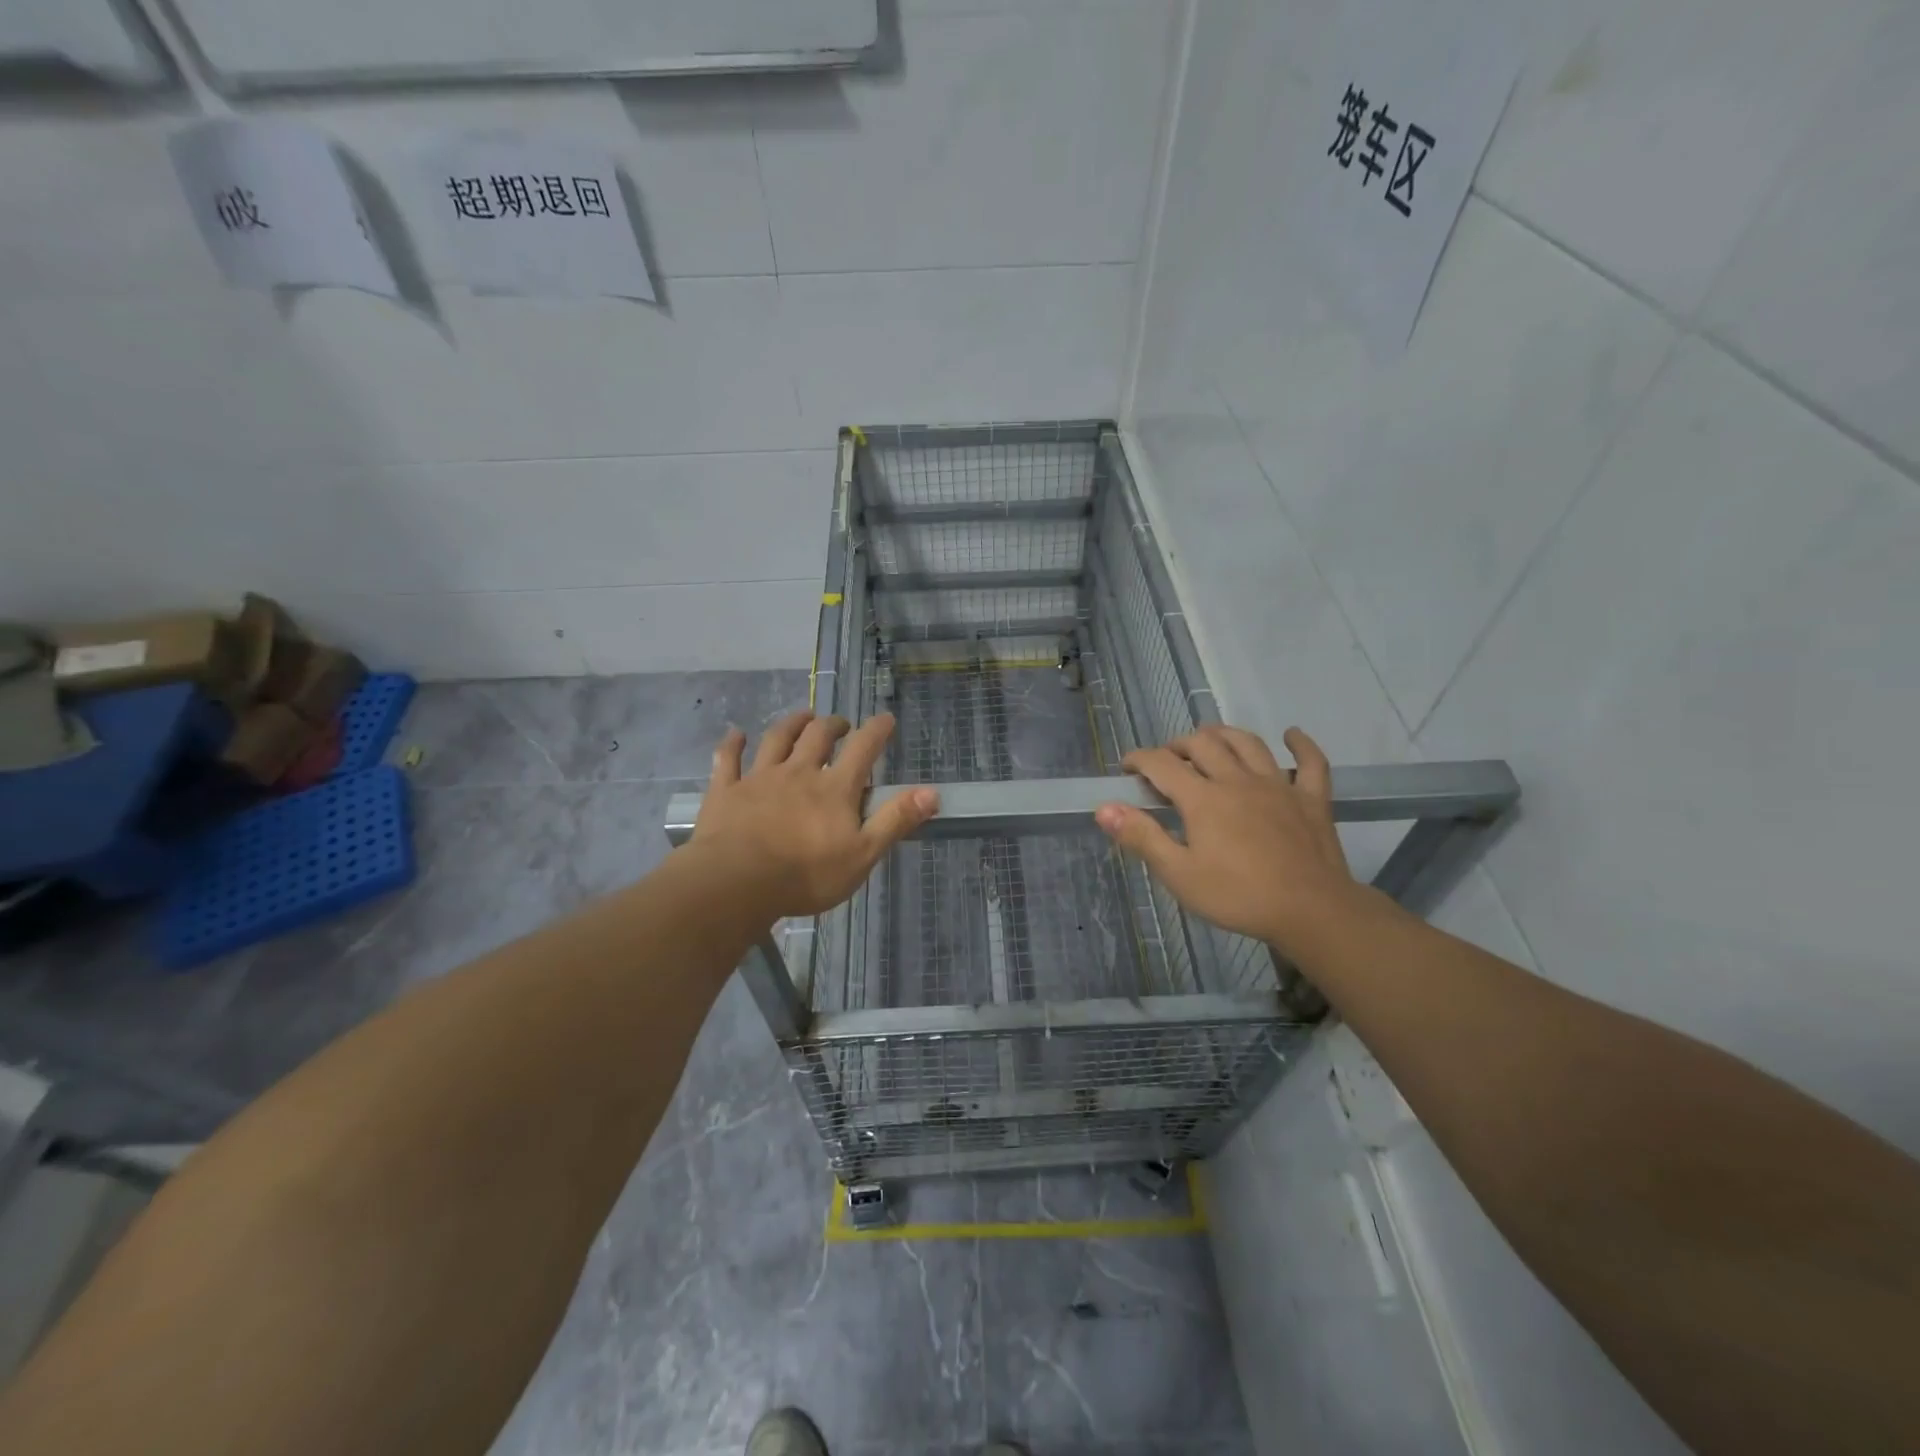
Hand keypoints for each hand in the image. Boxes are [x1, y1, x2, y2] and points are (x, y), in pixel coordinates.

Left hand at [693, 710, 938, 918]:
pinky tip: (735, 734)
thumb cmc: (806, 874)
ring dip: (792, 724)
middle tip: (841, 724)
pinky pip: (729, 760)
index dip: (876, 731)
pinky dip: (732, 744)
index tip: (886, 719)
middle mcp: (798, 773)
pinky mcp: (726, 791)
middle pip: (817, 737)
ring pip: (777, 739)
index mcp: (834, 788)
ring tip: (803, 716)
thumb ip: (896, 820)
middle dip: (833, 725)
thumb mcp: (863, 854)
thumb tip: (932, 792)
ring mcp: (760, 779)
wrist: (736, 883)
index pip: (862, 749)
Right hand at [1095, 724, 1363, 957]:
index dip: (1139, 759)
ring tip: (1211, 738)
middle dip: (1178, 745)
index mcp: (1203, 798)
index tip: (1126, 767)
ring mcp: (1278, 785)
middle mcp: (1237, 780)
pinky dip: (1301, 745)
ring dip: (1225, 734)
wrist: (1311, 911)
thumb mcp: (1179, 874)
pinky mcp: (1311, 799)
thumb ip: (1142, 837)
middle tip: (1167, 759)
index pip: (1161, 764)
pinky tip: (1292, 735)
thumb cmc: (1238, 896)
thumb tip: (1104, 808)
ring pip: (1248, 743)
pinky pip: (1311, 763)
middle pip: (1204, 744)